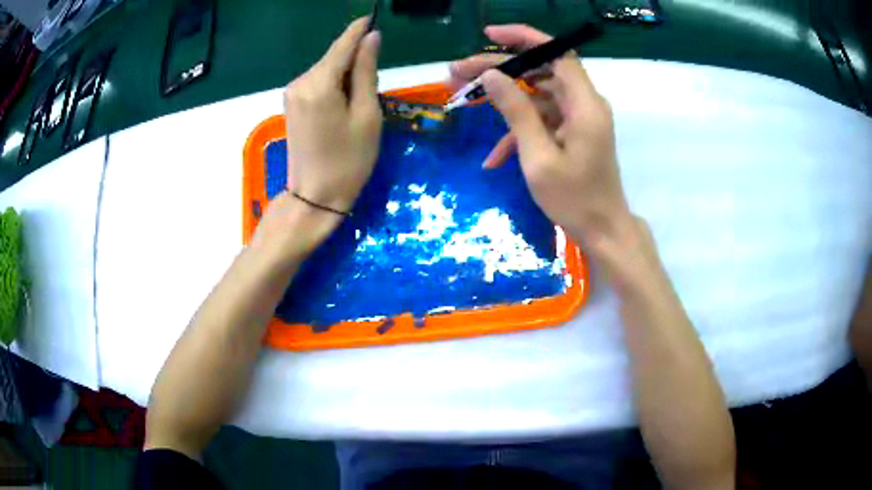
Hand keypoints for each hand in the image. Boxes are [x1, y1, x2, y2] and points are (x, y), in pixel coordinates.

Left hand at [283, 17, 381, 214]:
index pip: (343, 45)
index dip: (359, 30)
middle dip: (355, 58)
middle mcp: (300, 82)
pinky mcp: (291, 104)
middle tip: (376, 80)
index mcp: (320, 83)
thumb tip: (371, 38)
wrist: (314, 197)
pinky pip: (317, 82)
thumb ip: (367, 72)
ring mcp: (292, 93)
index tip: (372, 16)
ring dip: (346, 73)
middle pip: (334, 57)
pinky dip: (334, 84)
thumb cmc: (349, 160)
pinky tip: (344, 102)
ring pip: (326, 69)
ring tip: (361, 99)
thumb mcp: (366, 114)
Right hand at [450, 24, 631, 245]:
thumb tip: (491, 75)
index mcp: (583, 104)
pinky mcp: (572, 133)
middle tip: (458, 71)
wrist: (603, 231)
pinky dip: (518, 132)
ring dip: (503, 99)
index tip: (489, 35)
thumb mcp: (538, 157)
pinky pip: (542, 121)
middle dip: (499, 68)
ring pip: (536, 95)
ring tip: (463, 99)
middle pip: (540, 71)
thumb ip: (516, 112)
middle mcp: (584, 104)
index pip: (556, 52)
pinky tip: (493, 157)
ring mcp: (578, 119)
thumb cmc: (574, 200)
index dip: (524, 37)